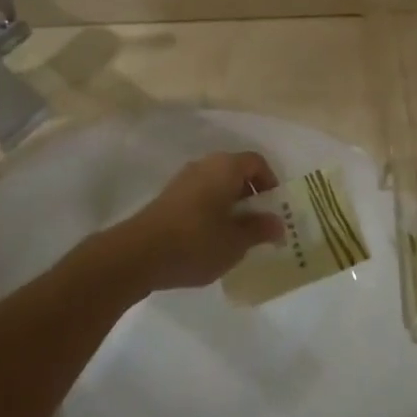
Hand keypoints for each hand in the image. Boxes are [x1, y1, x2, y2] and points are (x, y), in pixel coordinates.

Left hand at [100, 153, 283, 292]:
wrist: (138, 254)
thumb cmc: (196, 242)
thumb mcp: (236, 242)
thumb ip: (259, 230)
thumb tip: (278, 223)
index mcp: (225, 167)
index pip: (256, 162)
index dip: (270, 182)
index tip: (274, 209)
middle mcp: (205, 165)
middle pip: (236, 172)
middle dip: (251, 196)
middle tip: (258, 225)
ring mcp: (183, 180)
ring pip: (217, 185)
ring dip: (230, 205)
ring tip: (235, 236)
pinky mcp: (168, 197)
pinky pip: (200, 196)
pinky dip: (211, 210)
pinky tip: (210, 240)